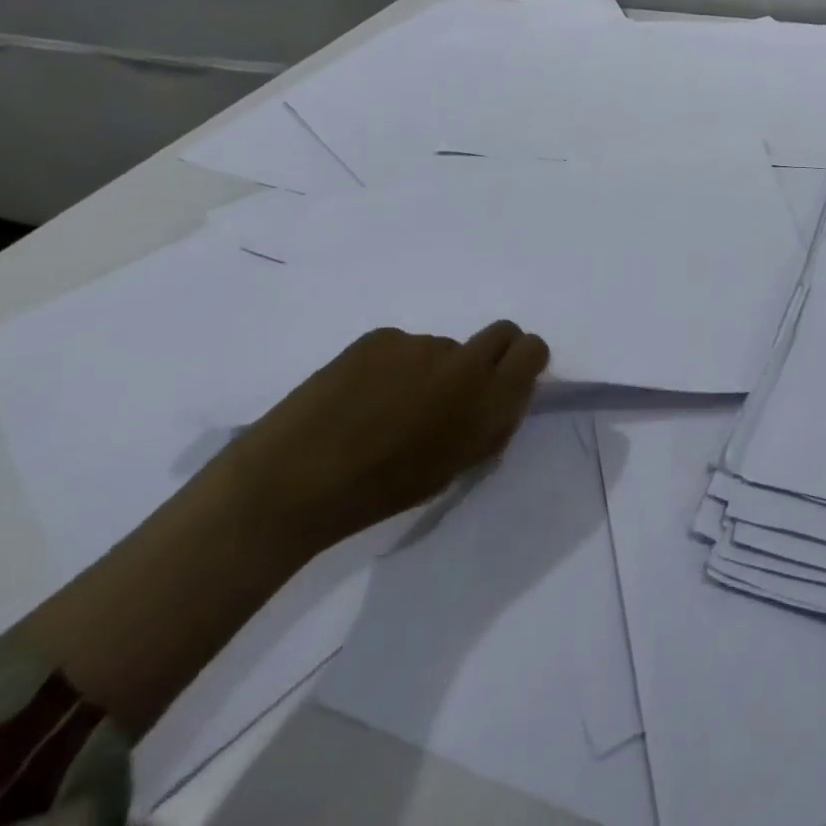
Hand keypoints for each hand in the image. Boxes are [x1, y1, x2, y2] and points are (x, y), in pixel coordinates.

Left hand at [222, 319, 549, 553]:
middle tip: (454, 387)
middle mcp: (465, 362)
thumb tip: (500, 399)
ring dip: (429, 369)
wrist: (293, 482)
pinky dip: (391, 367)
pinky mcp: (382, 336)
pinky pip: (402, 346)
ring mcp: (421, 344)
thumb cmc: (378, 493)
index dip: (523, 361)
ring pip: (443, 347)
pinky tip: (359, 396)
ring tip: (386, 406)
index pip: (532, 350)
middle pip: (502, 332)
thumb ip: (486, 427)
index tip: (505, 380)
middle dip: (490, 353)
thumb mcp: (451, 468)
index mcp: (487, 402)